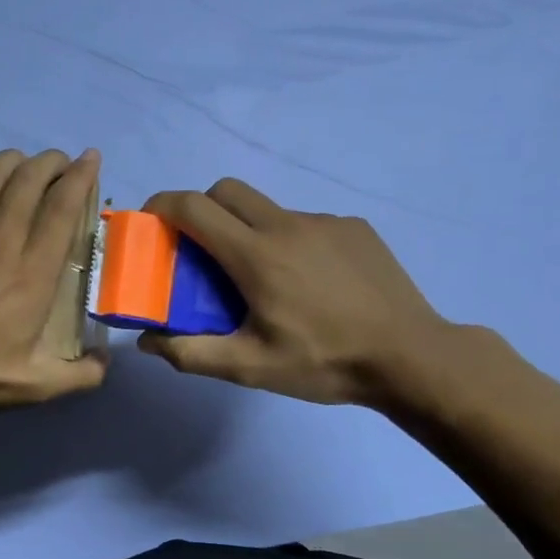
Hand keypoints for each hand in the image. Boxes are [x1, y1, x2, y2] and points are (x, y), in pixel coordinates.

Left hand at [0, 144, 108, 411]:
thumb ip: (81, 375)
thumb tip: (107, 362)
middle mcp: (2, 243)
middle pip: (28, 184)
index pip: (62, 210)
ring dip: (7, 162)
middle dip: (48, 163)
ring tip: (19, 158)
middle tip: (58, 160)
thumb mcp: (38, 385)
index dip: (80, 178)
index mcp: (34, 272)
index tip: (90, 159)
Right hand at [136, 179, 451, 408]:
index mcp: (256, 254)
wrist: (413, 357)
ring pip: (268, 207)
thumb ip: (190, 354)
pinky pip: (305, 222)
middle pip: (227, 190)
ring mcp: (325, 222)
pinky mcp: (354, 228)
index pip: (194, 206)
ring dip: (248, 227)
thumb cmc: (324, 362)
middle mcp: (286, 224)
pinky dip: (289, 240)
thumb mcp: (250, 367)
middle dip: (202, 208)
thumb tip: (146, 342)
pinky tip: (309, 281)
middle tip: (201, 247)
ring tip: (263, 276)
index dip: (163, 205)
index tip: (150, 221)